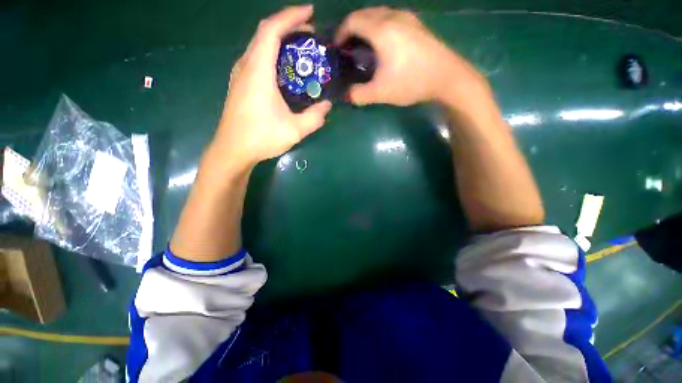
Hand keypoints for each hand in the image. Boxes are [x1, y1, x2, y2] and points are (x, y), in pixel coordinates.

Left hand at [213, 5, 331, 170]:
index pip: (271, 30)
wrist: (232, 150)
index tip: (310, 13)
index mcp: (258, 71)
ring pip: (259, 45)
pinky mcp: (240, 84)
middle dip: (288, 27)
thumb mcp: (294, 130)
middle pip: (264, 33)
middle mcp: (246, 66)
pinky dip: (272, 54)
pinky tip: (284, 68)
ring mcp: (240, 75)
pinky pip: (256, 58)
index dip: (290, 16)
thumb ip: (314, 117)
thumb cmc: (261, 138)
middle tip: (310, 35)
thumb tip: (327, 106)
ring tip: (299, 49)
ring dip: (279, 40)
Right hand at [335, 7, 489, 106]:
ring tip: (362, 46)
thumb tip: (345, 96)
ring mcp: (407, 18)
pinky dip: (379, 27)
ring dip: (365, 26)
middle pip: (364, 13)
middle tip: (347, 48)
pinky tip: (382, 44)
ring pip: (378, 14)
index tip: (337, 49)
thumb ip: (359, 95)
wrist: (447, 77)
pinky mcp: (416, 24)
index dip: (340, 33)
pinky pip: (390, 18)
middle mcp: (393, 17)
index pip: (353, 21)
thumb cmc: (411, 82)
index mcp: (382, 30)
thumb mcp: (381, 93)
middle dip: (351, 28)